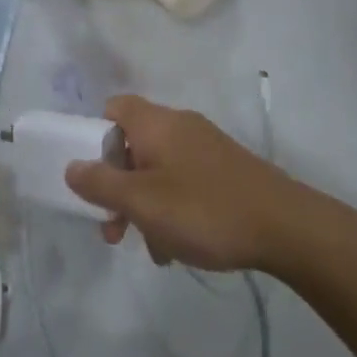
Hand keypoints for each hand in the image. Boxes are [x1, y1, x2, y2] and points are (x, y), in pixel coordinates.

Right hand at [65, 95, 300, 272]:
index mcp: (155, 123)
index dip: (95, 136)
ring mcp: (206, 146)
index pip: (113, 108)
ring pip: (159, 169)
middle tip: (114, 228)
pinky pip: (185, 181)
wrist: (285, 227)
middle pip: (133, 144)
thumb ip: (101, 184)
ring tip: (152, 248)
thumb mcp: (142, 202)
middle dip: (118, 185)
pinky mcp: (226, 170)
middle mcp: (179, 125)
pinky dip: (174, 207)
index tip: (92, 175)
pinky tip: (180, 247)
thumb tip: (71, 166)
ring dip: (146, 204)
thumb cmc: (203, 209)